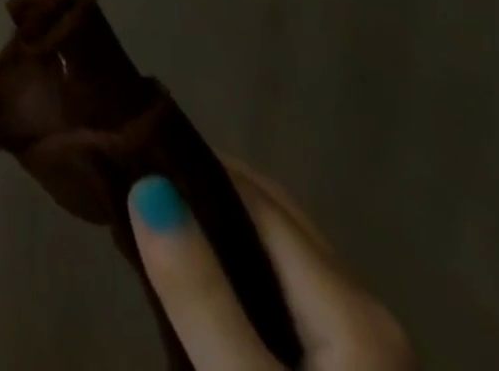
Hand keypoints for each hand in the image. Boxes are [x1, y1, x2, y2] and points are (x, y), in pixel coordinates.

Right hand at [129, 162, 412, 368]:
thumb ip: (200, 295)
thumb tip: (147, 185)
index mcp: (352, 308)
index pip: (257, 198)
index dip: (194, 163)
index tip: (130, 147)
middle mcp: (368, 314)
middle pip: (275, 218)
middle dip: (206, 186)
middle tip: (136, 177)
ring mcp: (368, 351)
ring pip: (283, 254)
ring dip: (222, 224)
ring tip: (157, 218)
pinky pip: (290, 292)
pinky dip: (242, 266)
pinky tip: (206, 281)